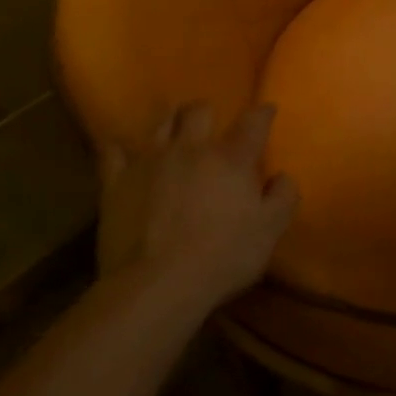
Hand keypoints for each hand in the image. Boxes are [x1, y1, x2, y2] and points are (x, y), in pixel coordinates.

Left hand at [97, 102, 298, 310]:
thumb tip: (283, 175)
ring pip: (160, 123)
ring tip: (172, 128)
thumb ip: (283, 197)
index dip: (263, 113)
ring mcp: (150, 161)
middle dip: (207, 110)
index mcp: (231, 158)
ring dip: (169, 121)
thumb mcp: (269, 231)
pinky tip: (122, 151)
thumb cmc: (222, 257)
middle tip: (210, 120)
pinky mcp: (116, 181)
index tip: (267, 110)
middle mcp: (191, 148)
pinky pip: (112, 151)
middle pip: (198, 110)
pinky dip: (119, 148)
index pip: (253, 122)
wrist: (157, 284)